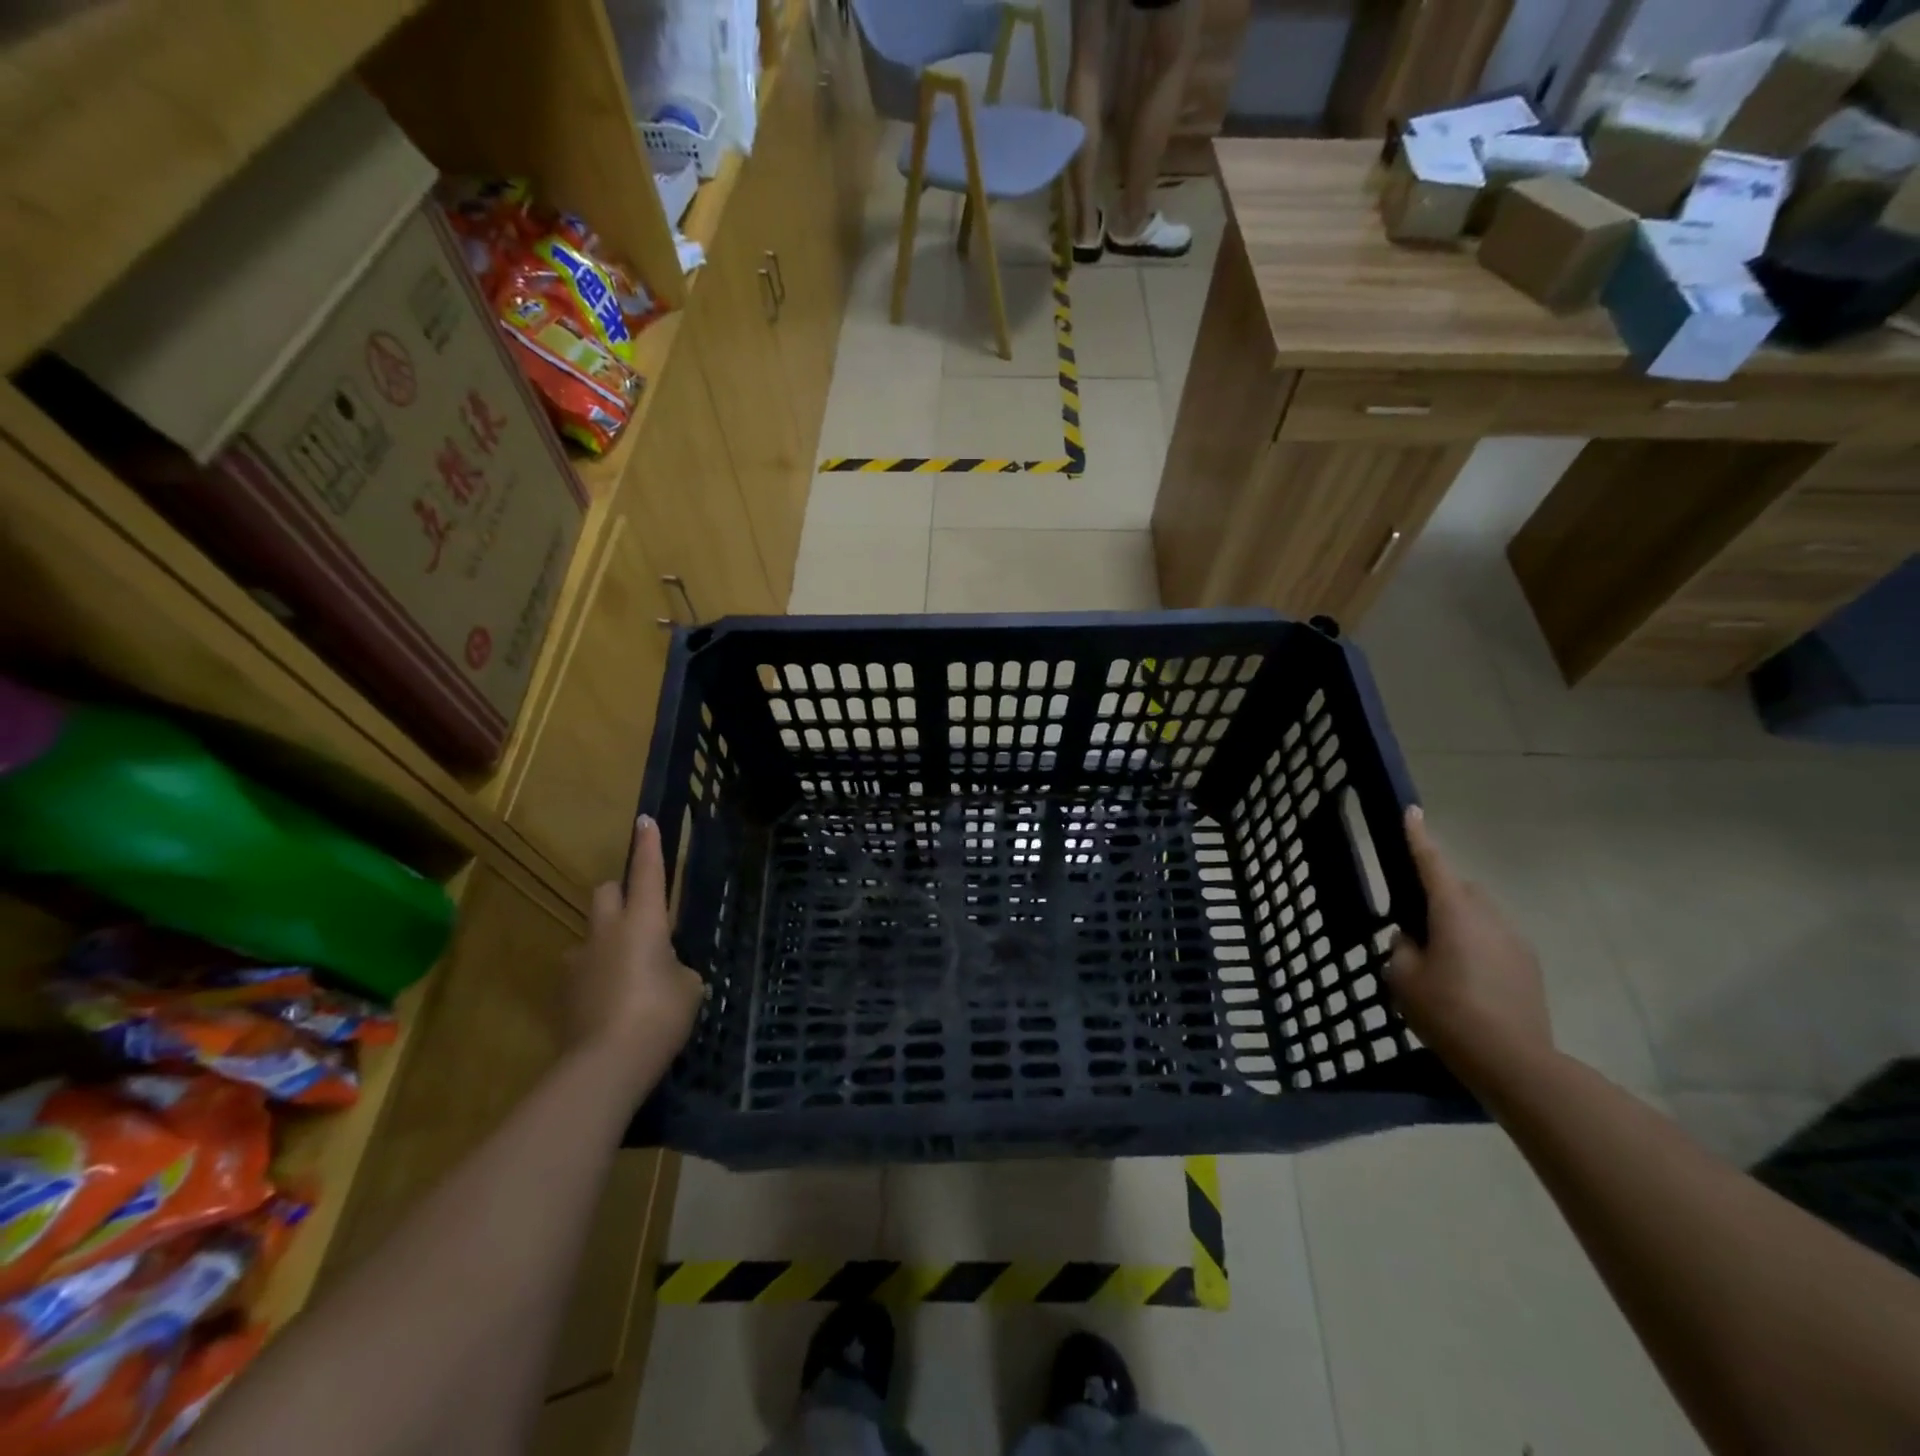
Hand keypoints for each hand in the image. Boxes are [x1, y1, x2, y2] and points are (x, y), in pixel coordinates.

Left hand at [567, 816, 705, 1080]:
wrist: (606, 1063)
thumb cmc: (660, 1014)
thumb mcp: (689, 987)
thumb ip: (676, 968)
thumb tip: (663, 970)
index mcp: (644, 921)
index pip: (647, 871)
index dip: (648, 845)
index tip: (645, 820)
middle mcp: (607, 931)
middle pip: (606, 892)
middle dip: (620, 894)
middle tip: (639, 916)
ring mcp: (579, 960)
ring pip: (591, 932)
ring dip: (606, 940)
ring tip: (626, 971)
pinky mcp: (564, 990)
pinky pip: (582, 968)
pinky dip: (596, 974)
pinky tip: (611, 1002)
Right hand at [1388, 807, 1554, 1095]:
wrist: (1514, 1061)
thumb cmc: (1447, 1011)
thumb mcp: (1403, 978)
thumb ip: (1402, 948)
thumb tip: (1412, 939)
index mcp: (1454, 912)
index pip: (1432, 863)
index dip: (1419, 837)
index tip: (1413, 811)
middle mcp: (1489, 916)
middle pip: (1460, 889)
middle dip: (1438, 892)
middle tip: (1414, 919)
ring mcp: (1515, 941)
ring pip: (1479, 915)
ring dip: (1458, 923)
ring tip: (1438, 956)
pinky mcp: (1529, 967)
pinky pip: (1494, 940)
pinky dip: (1475, 946)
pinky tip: (1464, 979)